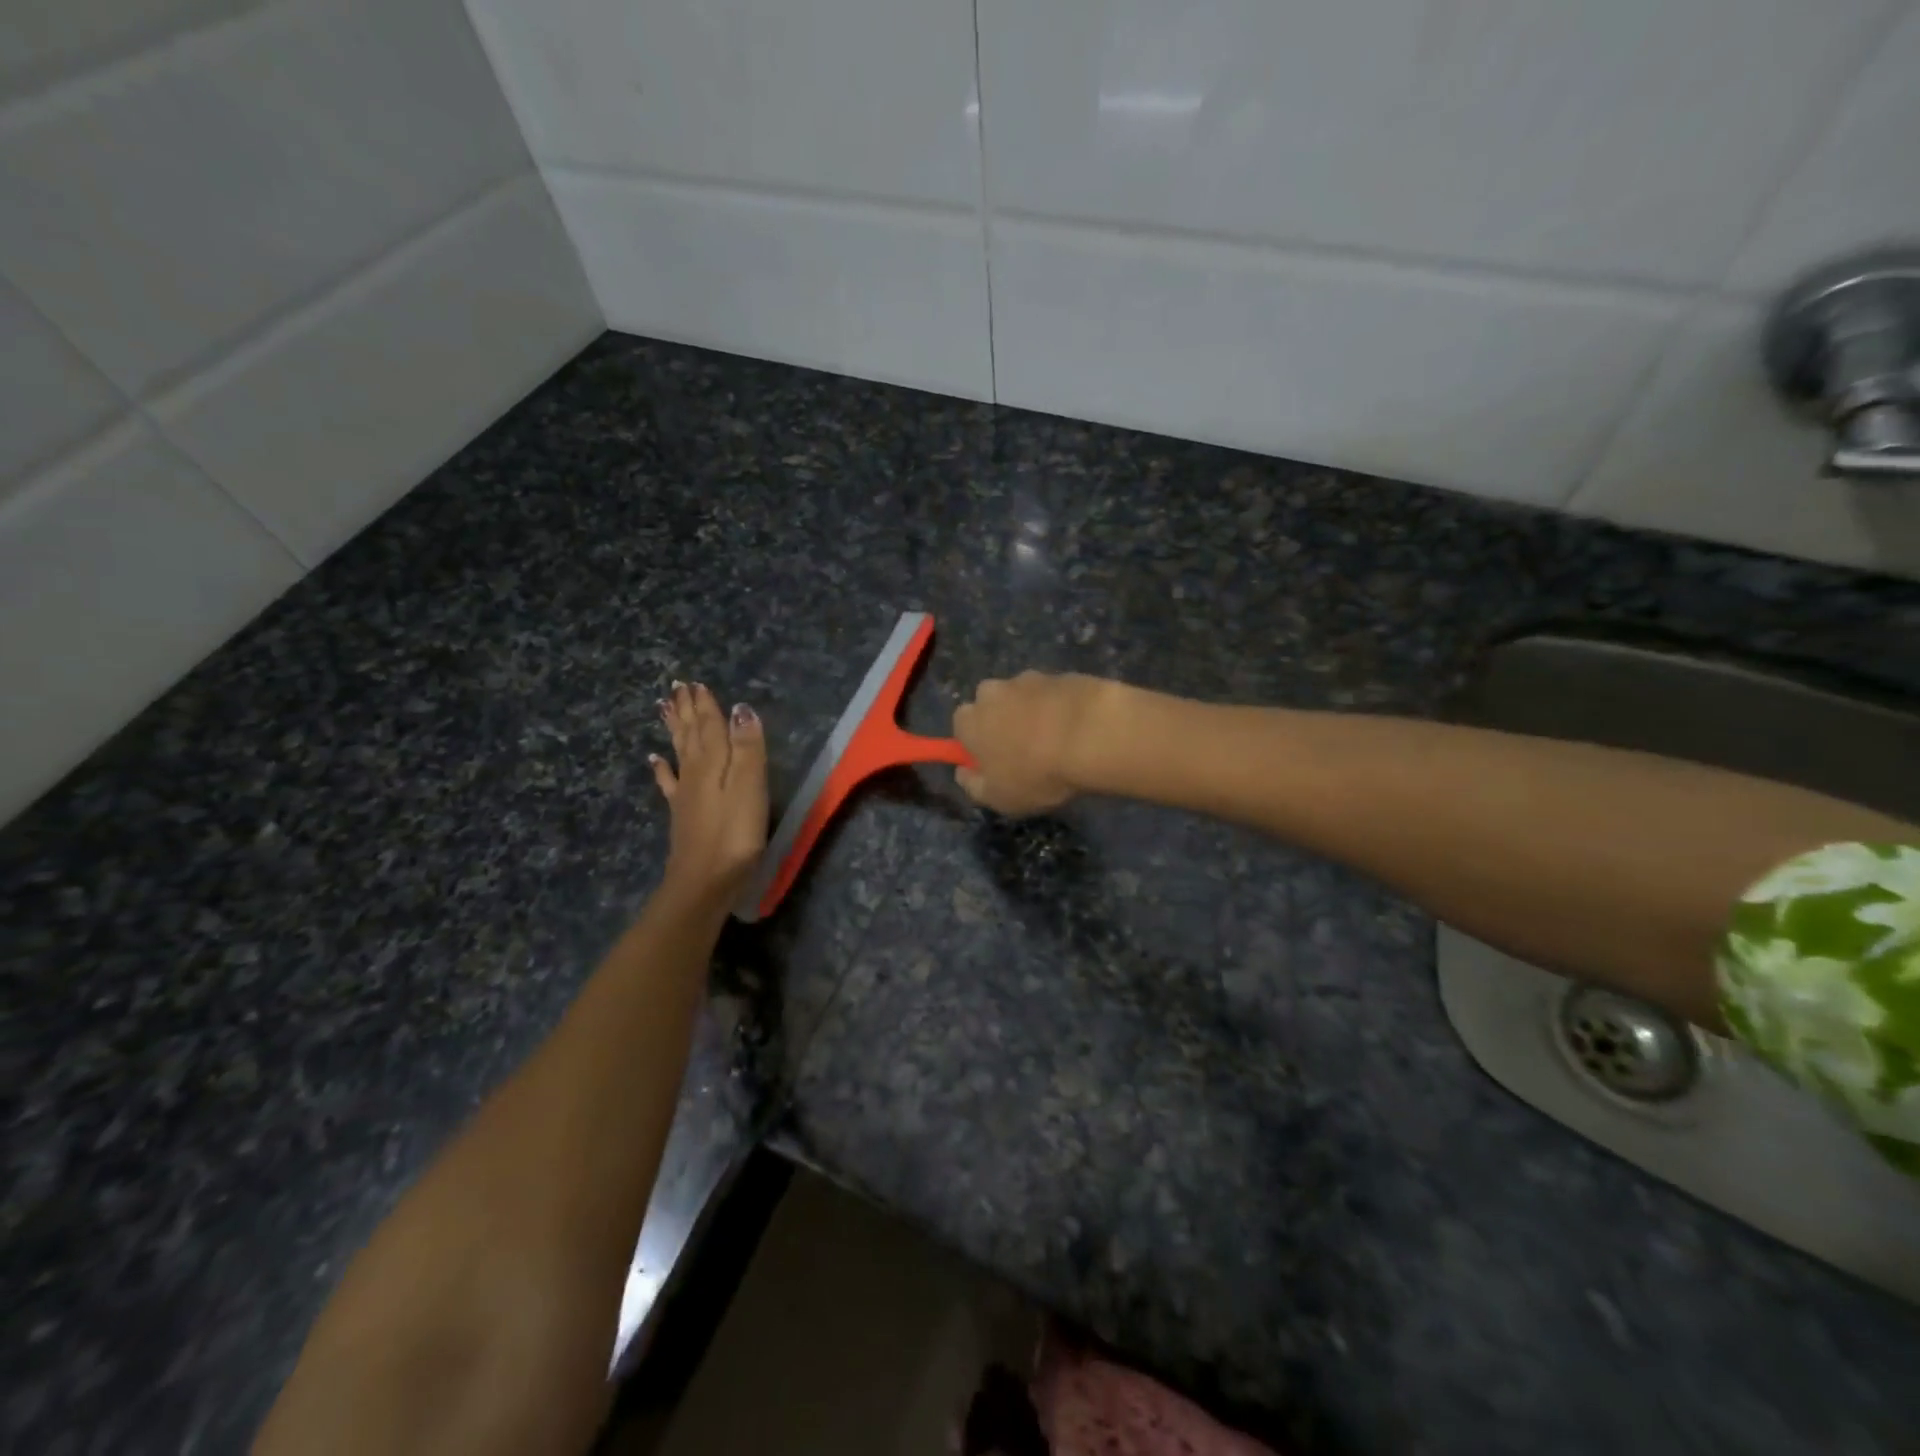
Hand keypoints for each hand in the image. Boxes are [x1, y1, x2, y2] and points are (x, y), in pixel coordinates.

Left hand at [653, 681, 767, 897]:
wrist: (704, 882)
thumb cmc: (735, 835)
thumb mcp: (750, 787)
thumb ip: (747, 748)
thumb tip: (742, 709)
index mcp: (713, 763)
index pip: (709, 726)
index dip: (706, 705)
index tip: (696, 682)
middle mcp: (695, 772)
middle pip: (690, 734)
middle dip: (687, 710)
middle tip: (677, 687)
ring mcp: (685, 794)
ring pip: (678, 752)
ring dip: (674, 729)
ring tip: (664, 708)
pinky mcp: (682, 815)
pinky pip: (669, 783)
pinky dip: (662, 768)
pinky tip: (654, 760)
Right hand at [952, 671, 1114, 815]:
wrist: (1091, 736)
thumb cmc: (1037, 773)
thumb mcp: (999, 798)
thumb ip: (973, 786)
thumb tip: (963, 772)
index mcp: (970, 720)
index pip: (961, 726)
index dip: (976, 743)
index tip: (994, 762)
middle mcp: (993, 692)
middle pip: (991, 704)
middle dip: (1003, 721)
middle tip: (1026, 750)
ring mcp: (1029, 678)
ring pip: (1023, 696)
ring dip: (1034, 712)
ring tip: (1058, 740)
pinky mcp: (1062, 674)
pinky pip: (1054, 694)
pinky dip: (1061, 707)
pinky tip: (1078, 728)